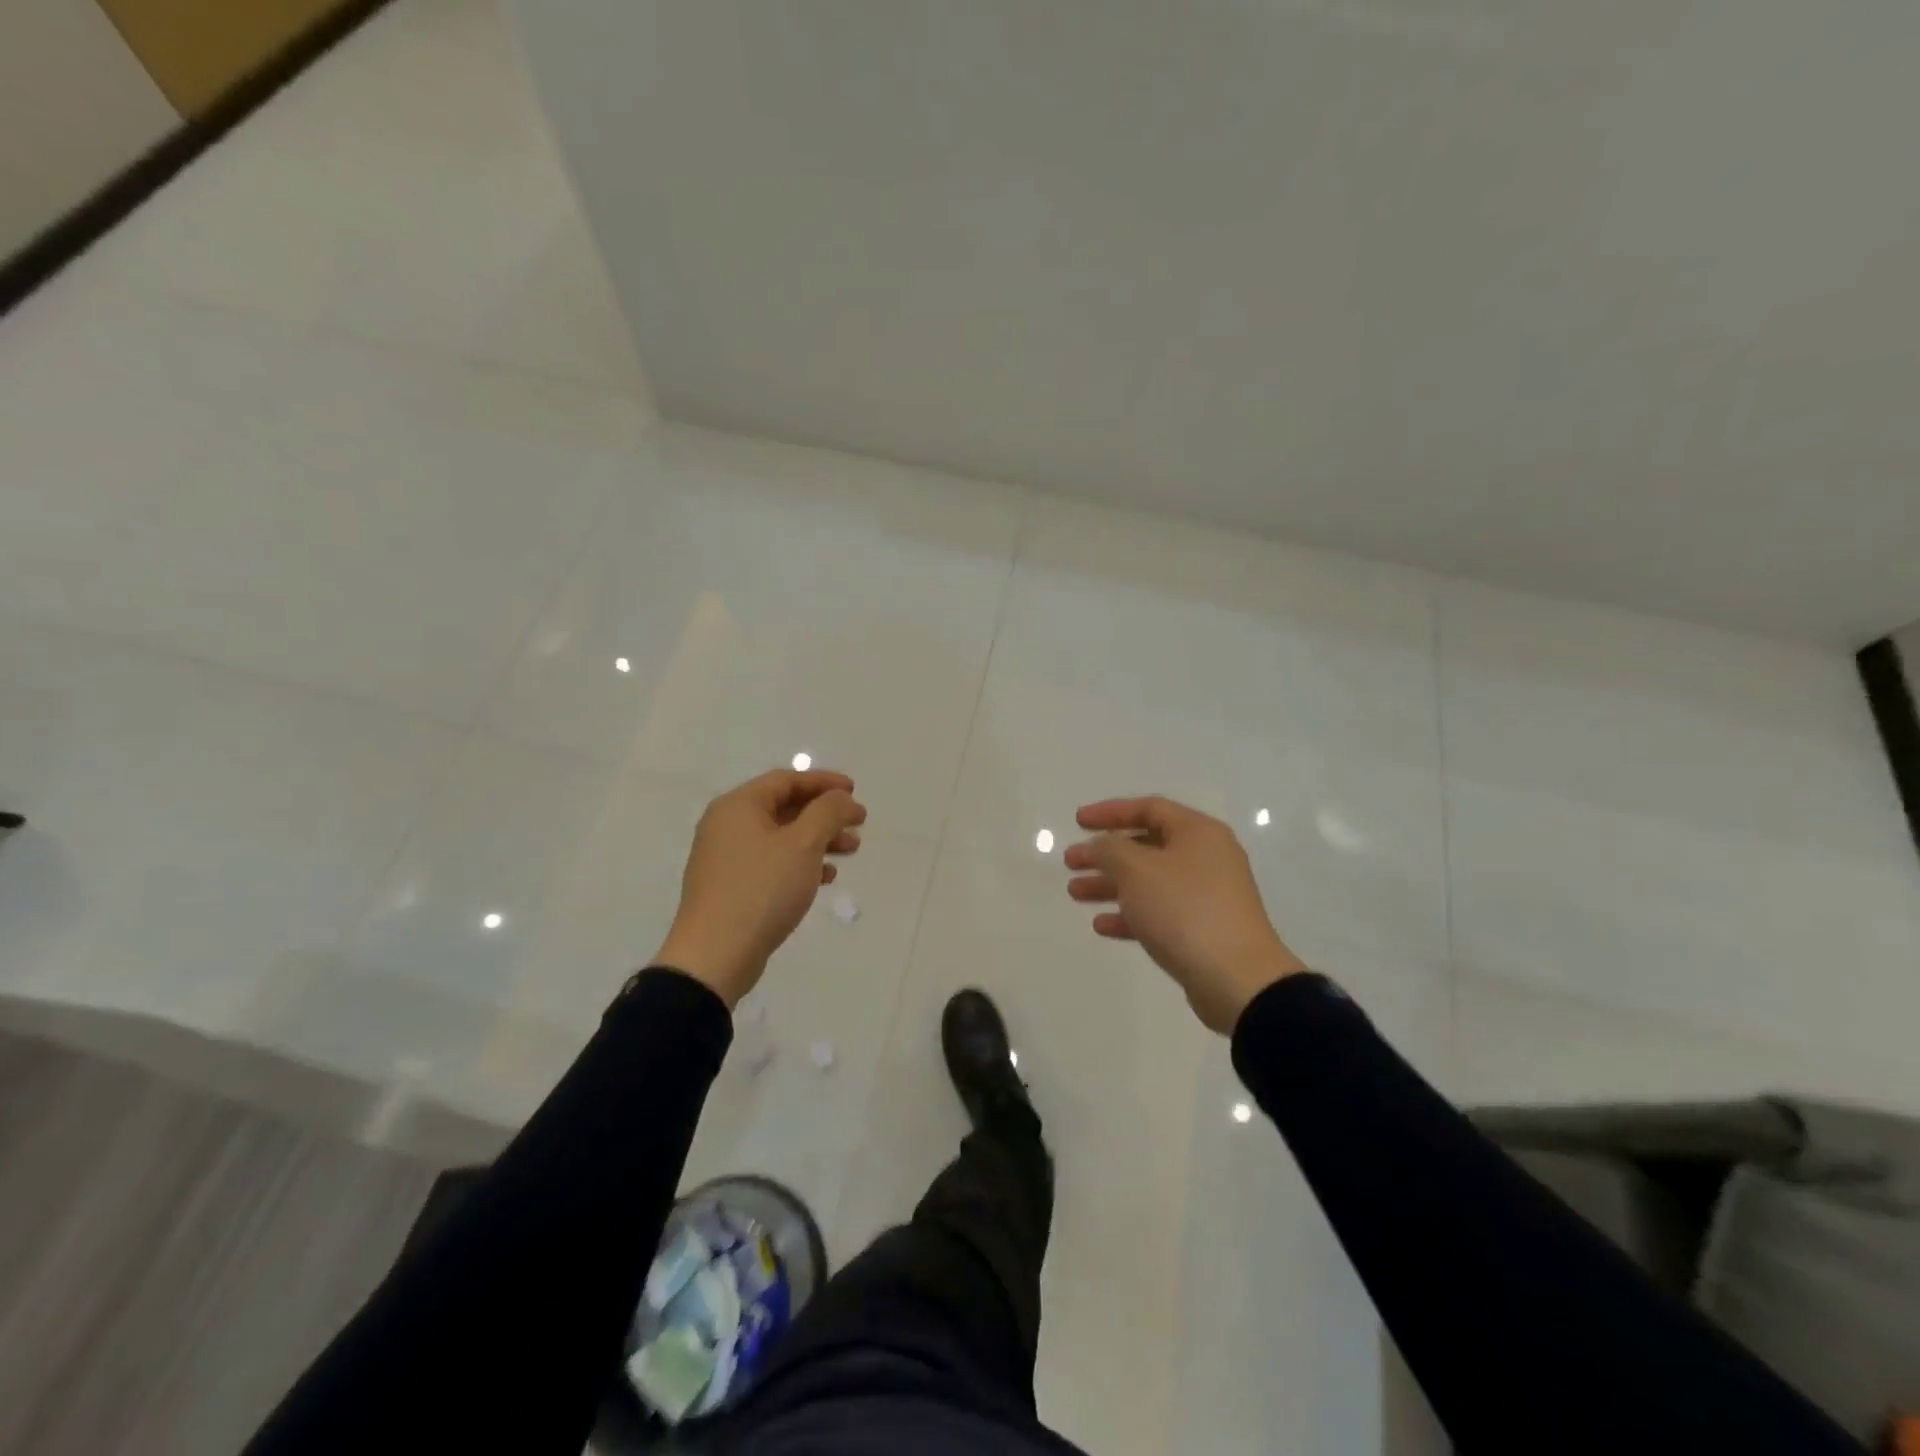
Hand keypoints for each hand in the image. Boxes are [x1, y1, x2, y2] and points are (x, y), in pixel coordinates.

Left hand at [653, 769, 865, 1007]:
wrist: (715, 955)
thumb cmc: (762, 889)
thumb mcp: (804, 844)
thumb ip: (828, 812)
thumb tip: (840, 798)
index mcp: (739, 806)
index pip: (786, 780)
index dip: (824, 782)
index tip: (854, 792)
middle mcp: (727, 825)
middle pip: (785, 807)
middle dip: (825, 814)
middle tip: (858, 824)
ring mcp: (727, 858)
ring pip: (781, 837)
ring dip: (818, 840)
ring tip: (850, 851)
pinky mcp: (731, 887)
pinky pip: (772, 862)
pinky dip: (800, 863)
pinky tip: (825, 878)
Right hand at [1065, 795, 1304, 1034]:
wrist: (1237, 980)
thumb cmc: (1185, 910)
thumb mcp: (1137, 870)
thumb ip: (1110, 849)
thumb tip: (1101, 845)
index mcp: (1198, 833)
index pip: (1148, 808)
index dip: (1110, 812)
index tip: (1077, 823)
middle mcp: (1206, 858)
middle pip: (1146, 846)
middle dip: (1105, 853)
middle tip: (1071, 862)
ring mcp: (1207, 896)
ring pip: (1149, 881)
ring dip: (1111, 884)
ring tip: (1075, 893)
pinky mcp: (1203, 930)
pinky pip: (1159, 912)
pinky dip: (1130, 914)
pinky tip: (1102, 925)